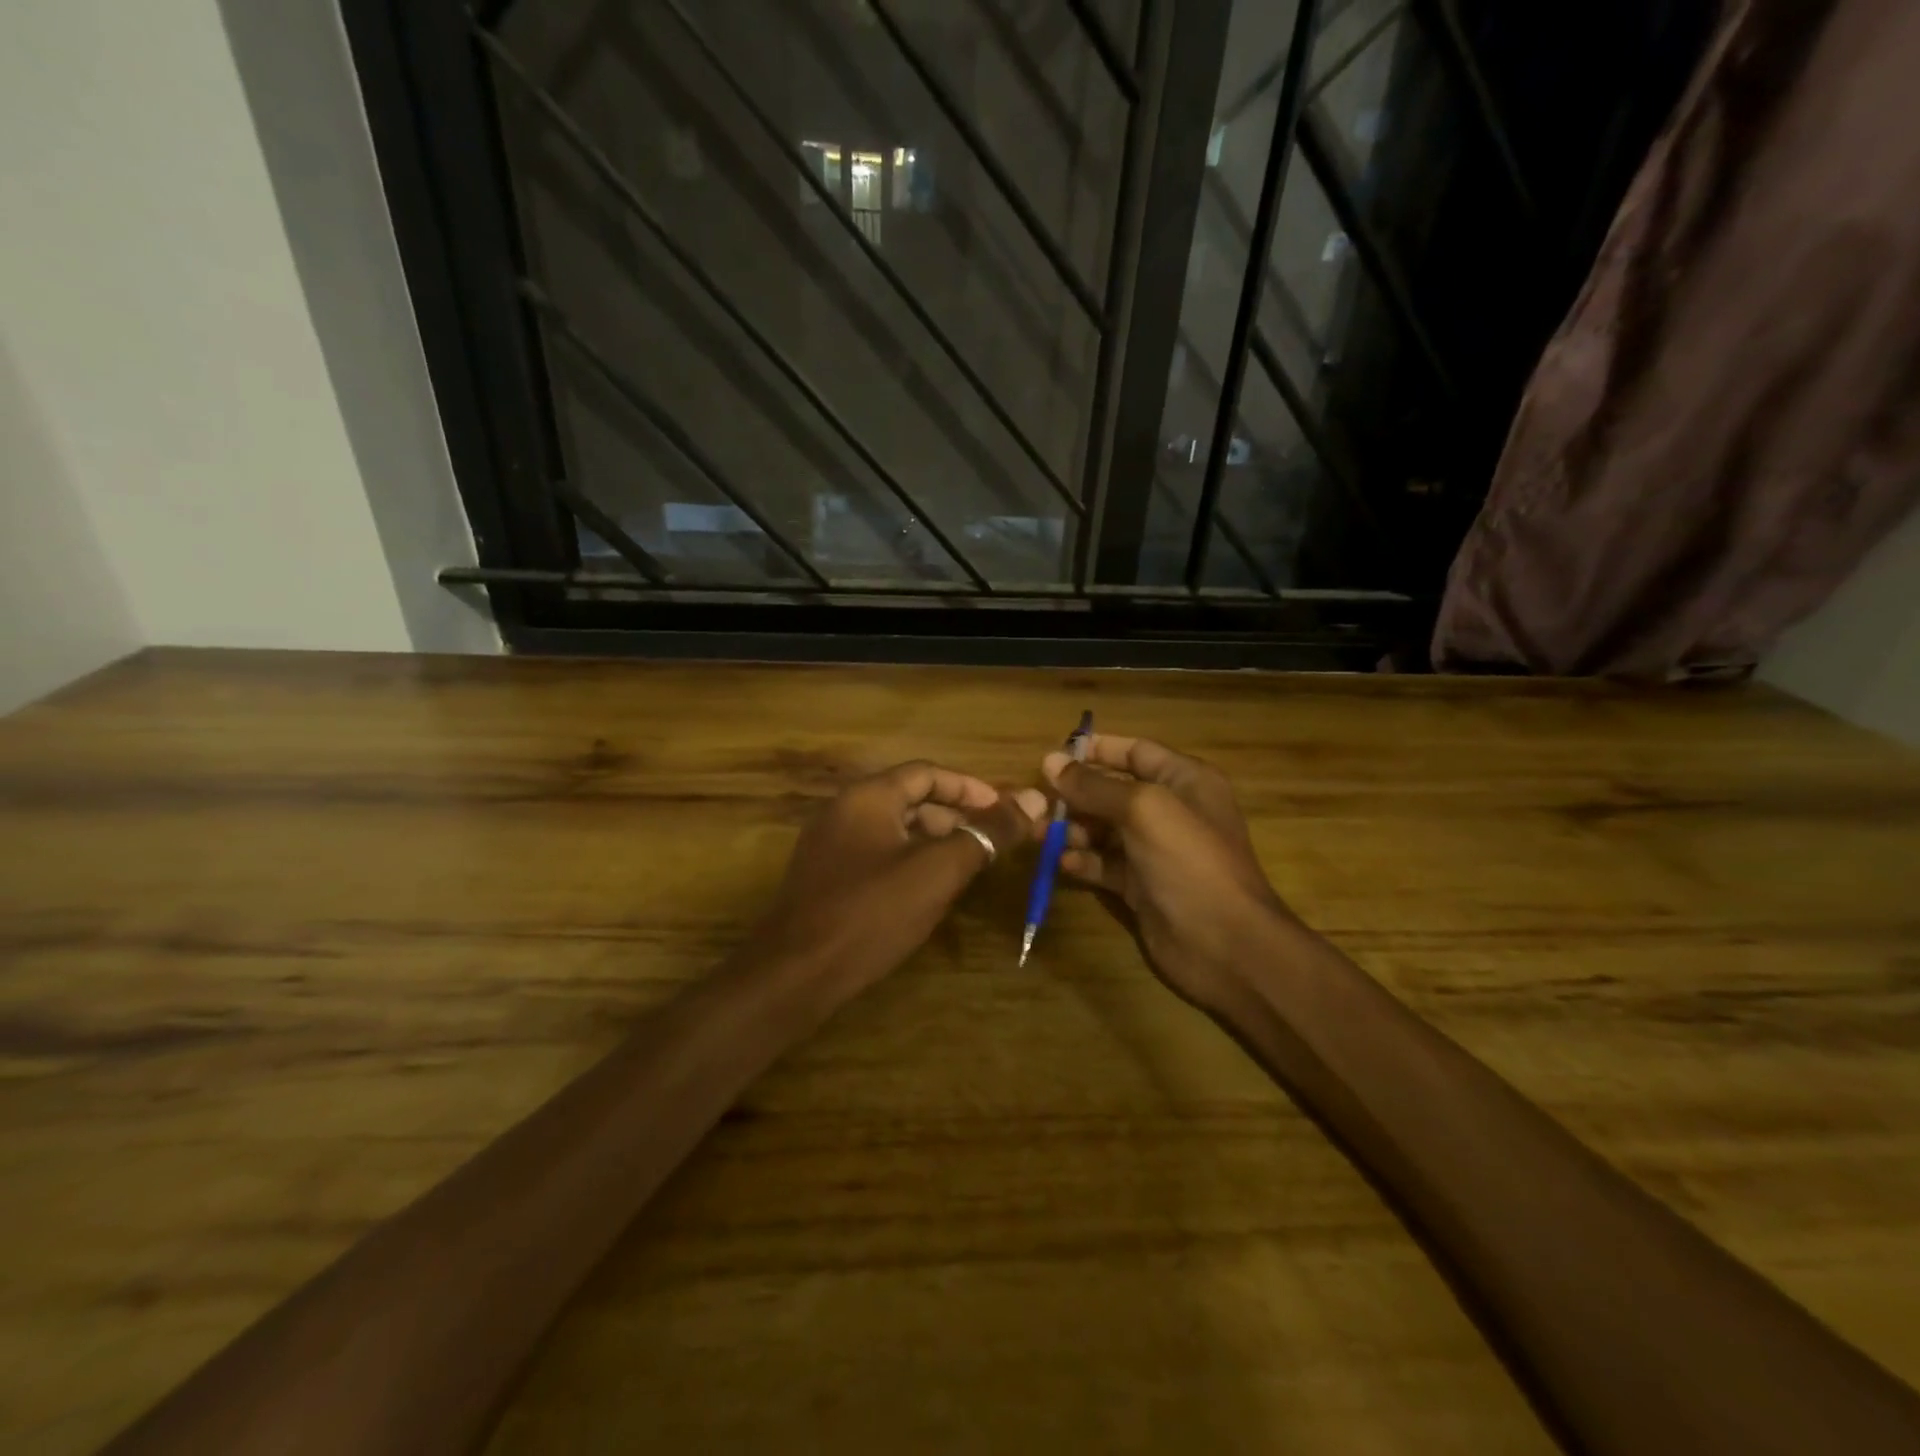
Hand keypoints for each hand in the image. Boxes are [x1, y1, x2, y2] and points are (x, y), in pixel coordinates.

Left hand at [754, 762, 1044, 990]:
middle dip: (954, 815)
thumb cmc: (871, 913)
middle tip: (990, 841)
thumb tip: (1034, 797)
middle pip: (909, 798)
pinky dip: (907, 860)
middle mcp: (844, 810)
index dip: (969, 787)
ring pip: (893, 828)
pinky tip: (926, 891)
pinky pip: (875, 853)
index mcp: (868, 796)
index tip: (1004, 808)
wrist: (794, 974)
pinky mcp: (824, 876)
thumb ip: (986, 833)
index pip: (926, 773)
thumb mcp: (938, 871)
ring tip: (966, 866)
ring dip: (933, 840)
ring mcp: (828, 844)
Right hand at [1042, 735, 1294, 1012]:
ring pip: (1104, 830)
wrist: (1225, 944)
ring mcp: (1155, 851)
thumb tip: (1050, 762)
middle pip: (1113, 792)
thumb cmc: (1189, 861)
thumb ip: (1094, 785)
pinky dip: (1083, 862)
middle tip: (1036, 802)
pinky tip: (1064, 865)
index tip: (1054, 756)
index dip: (1096, 750)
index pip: (1135, 752)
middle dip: (1075, 795)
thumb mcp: (1143, 810)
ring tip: (1040, 835)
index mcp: (1185, 781)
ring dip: (1072, 829)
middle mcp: (1170, 811)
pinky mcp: (1141, 887)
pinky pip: (1104, 865)